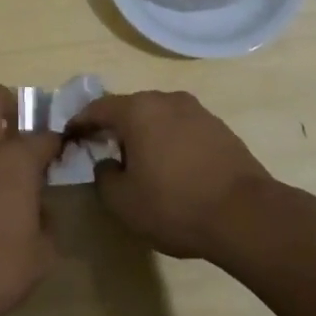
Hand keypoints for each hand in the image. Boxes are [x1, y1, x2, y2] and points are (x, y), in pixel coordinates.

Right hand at [68, 90, 278, 261]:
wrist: (246, 215)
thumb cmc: (175, 205)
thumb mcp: (123, 202)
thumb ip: (104, 177)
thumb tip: (107, 163)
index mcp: (138, 111)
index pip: (98, 108)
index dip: (80, 122)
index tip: (69, 135)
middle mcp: (166, 100)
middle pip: (130, 108)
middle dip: (114, 126)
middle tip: (103, 148)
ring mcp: (197, 111)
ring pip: (158, 117)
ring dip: (145, 133)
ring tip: (140, 160)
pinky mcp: (219, 128)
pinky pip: (182, 128)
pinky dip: (170, 141)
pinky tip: (172, 167)